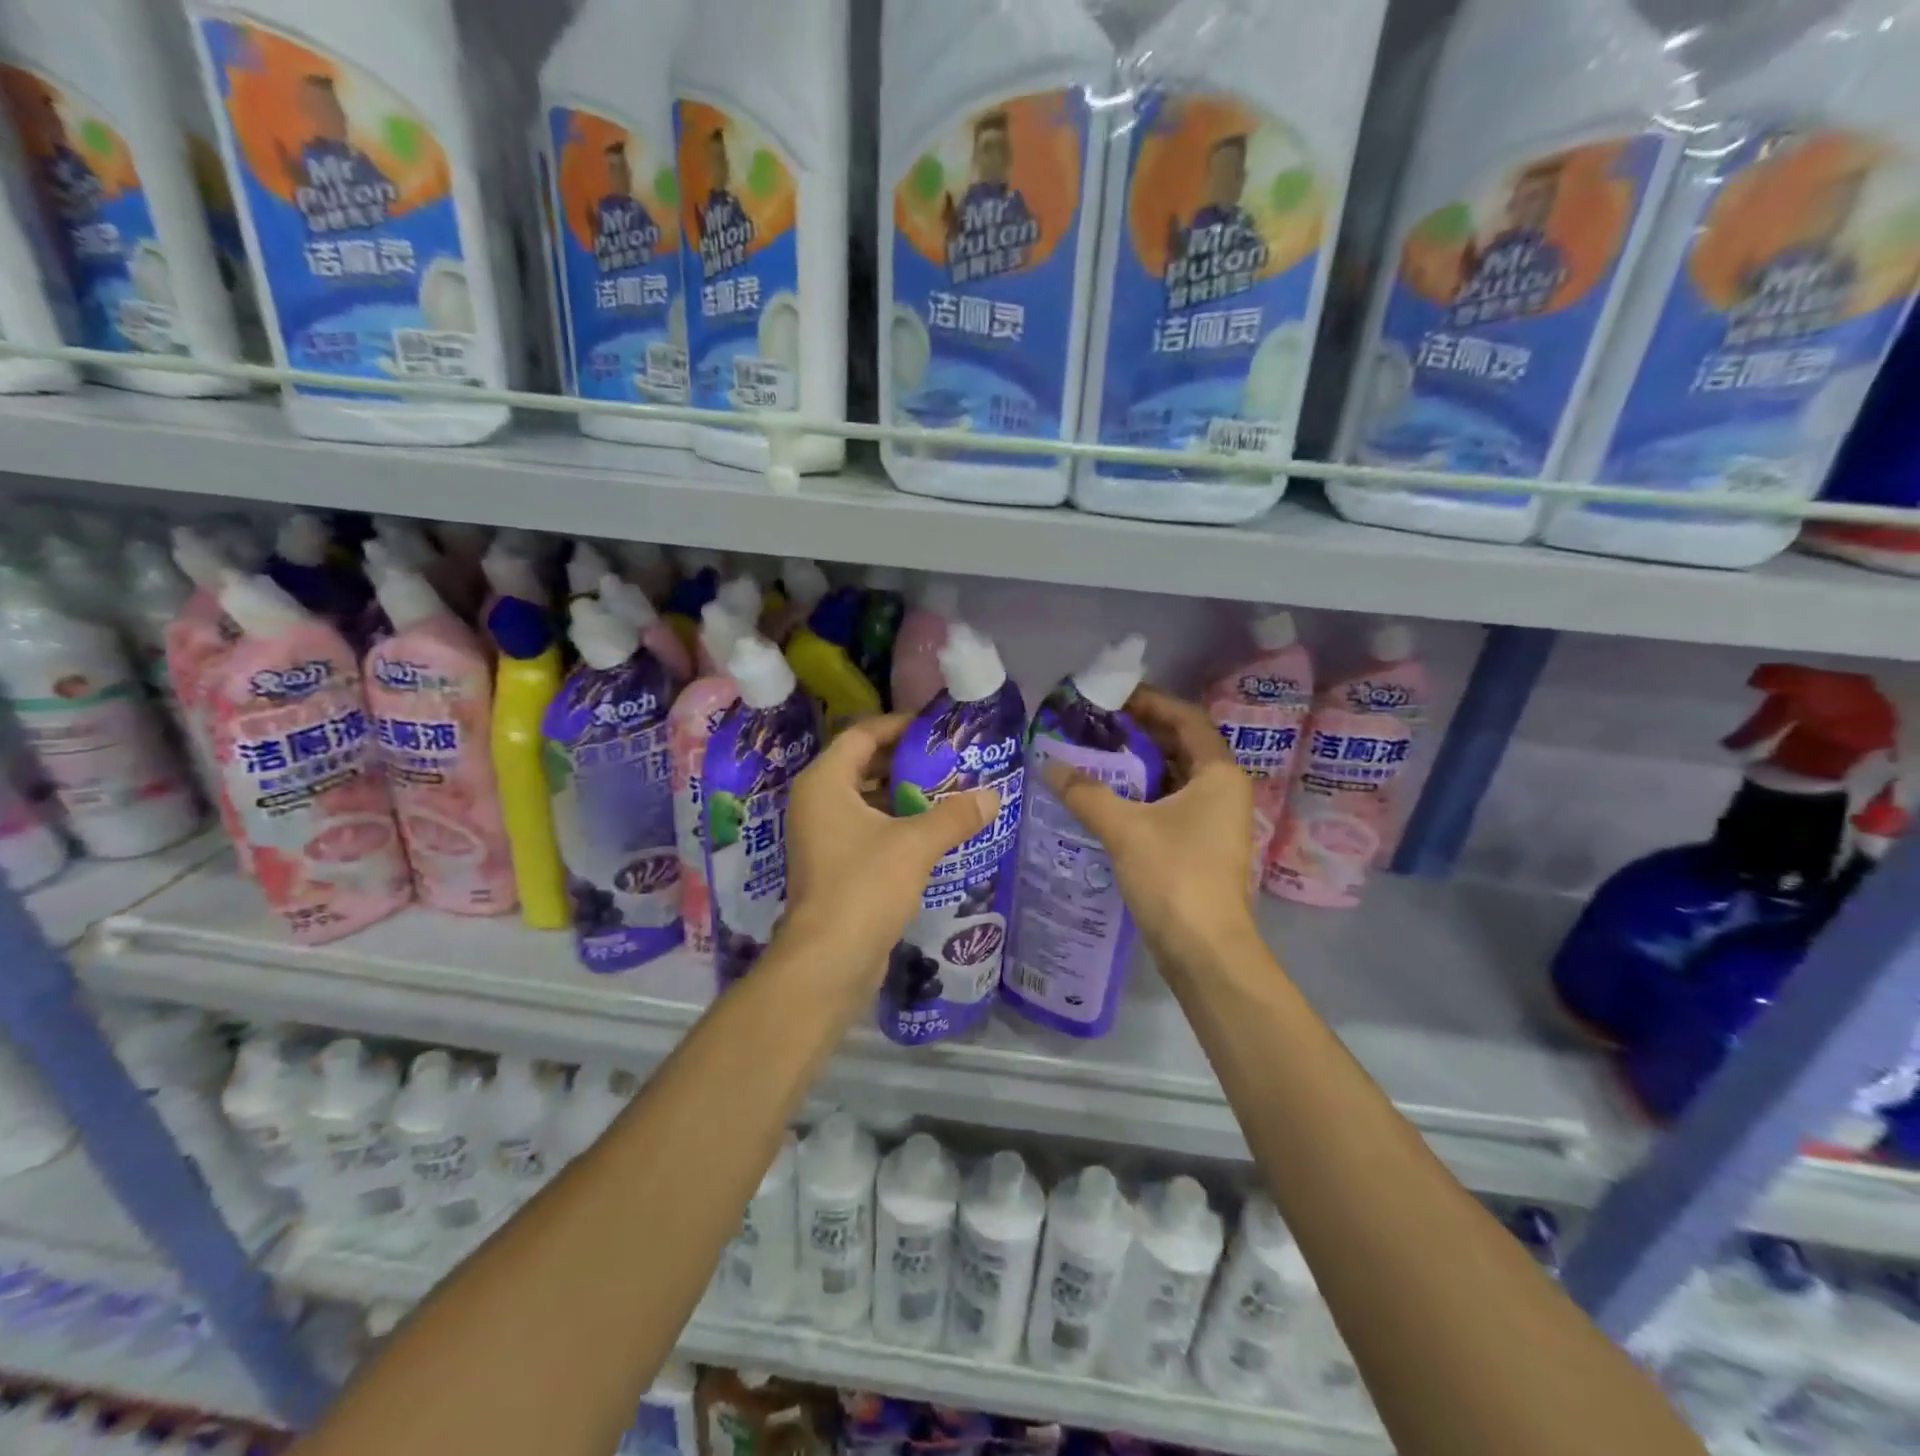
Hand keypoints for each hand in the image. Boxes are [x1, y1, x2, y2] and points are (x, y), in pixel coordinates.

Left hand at [780, 715, 999, 983]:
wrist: (829, 961)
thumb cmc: (865, 886)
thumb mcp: (916, 844)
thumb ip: (955, 816)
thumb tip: (993, 797)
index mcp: (824, 783)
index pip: (861, 735)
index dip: (898, 726)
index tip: (935, 727)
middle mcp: (816, 804)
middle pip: (862, 766)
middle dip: (904, 762)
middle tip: (948, 759)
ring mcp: (821, 837)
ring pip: (865, 801)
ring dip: (903, 795)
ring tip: (948, 792)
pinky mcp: (833, 867)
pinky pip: (867, 830)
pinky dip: (895, 824)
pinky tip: (932, 832)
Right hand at [1044, 685, 1260, 971]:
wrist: (1205, 951)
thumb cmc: (1175, 877)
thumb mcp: (1125, 828)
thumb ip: (1086, 793)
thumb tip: (1048, 765)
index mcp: (1218, 774)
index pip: (1186, 719)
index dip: (1151, 702)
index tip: (1111, 697)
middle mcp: (1223, 791)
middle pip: (1181, 746)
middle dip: (1139, 733)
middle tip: (1094, 726)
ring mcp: (1214, 820)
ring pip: (1174, 777)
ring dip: (1138, 766)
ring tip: (1093, 756)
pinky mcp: (1200, 845)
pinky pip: (1169, 804)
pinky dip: (1141, 795)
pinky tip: (1106, 798)